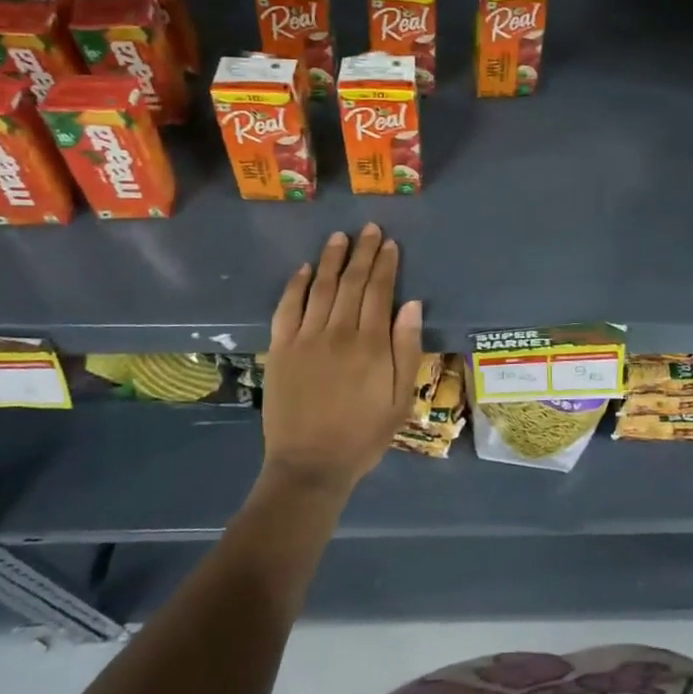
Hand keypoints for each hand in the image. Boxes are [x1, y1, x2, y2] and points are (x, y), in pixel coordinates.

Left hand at [261, 225, 423, 497]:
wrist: (311, 465)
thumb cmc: (364, 434)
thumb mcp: (400, 398)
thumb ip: (407, 349)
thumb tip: (411, 304)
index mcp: (371, 344)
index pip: (379, 291)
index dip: (385, 264)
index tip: (389, 243)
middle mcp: (338, 333)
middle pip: (352, 282)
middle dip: (362, 252)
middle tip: (368, 228)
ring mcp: (306, 338)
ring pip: (321, 288)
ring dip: (331, 260)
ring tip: (339, 237)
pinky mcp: (281, 349)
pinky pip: (288, 308)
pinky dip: (295, 285)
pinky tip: (303, 268)